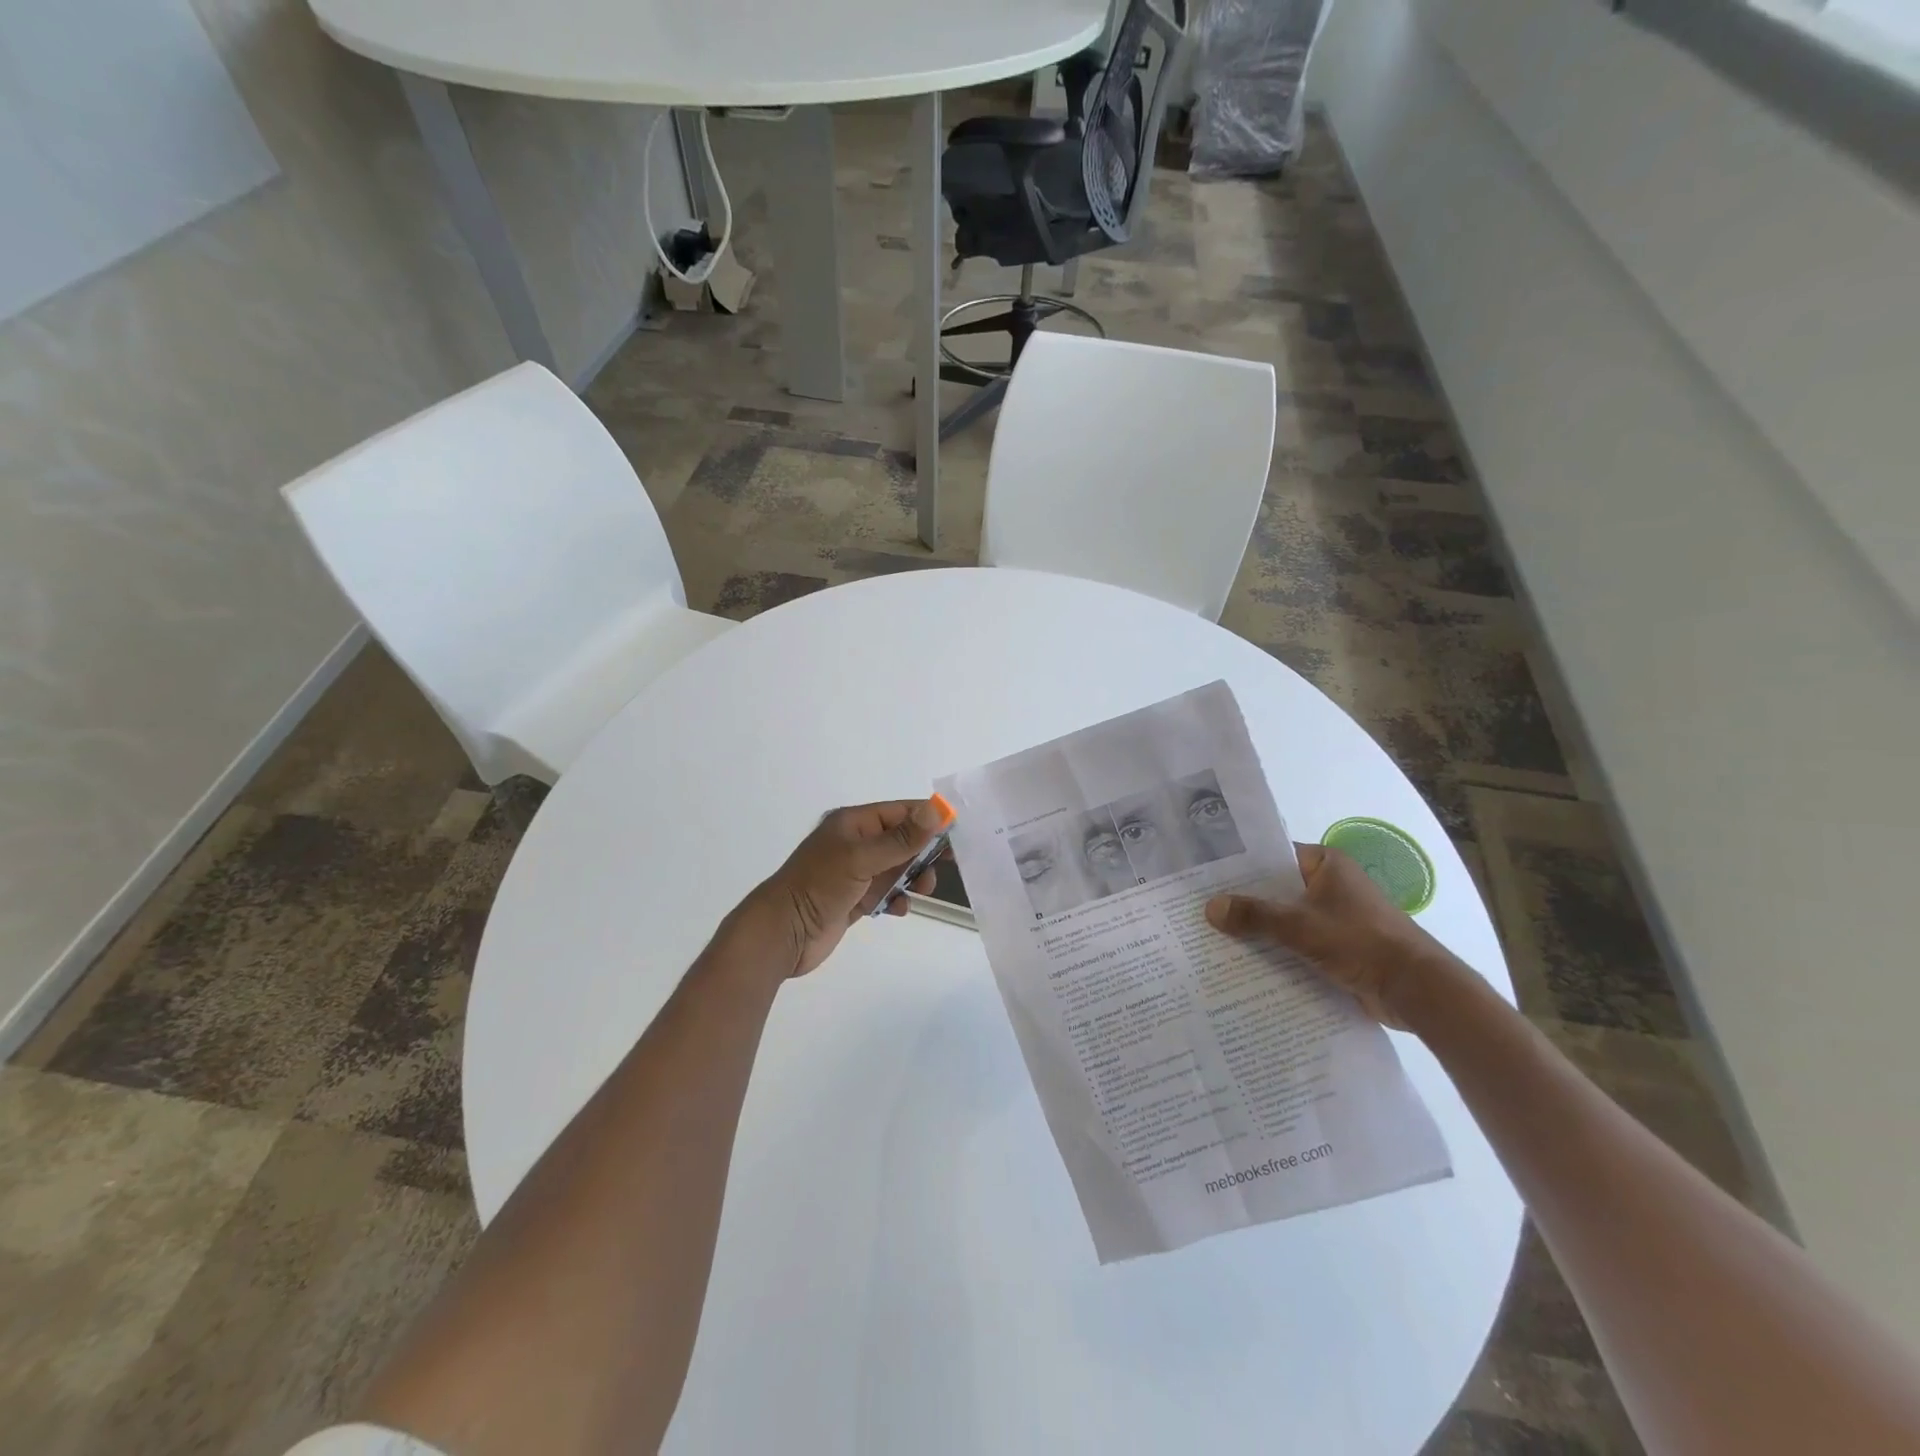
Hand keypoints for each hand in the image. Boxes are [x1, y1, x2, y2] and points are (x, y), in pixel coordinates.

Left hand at [745, 799, 949, 977]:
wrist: (782, 933)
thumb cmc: (819, 886)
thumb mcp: (863, 858)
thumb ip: (902, 838)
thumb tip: (938, 810)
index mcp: (853, 824)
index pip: (900, 812)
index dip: (929, 820)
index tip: (959, 832)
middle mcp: (855, 843)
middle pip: (902, 840)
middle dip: (924, 852)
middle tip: (949, 865)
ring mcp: (854, 873)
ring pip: (897, 868)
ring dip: (913, 878)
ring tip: (921, 890)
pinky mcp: (854, 899)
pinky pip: (886, 893)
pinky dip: (897, 899)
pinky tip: (898, 909)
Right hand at [1205, 843, 1465, 1028]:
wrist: (1416, 991)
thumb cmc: (1360, 942)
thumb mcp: (1300, 926)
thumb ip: (1254, 916)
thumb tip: (1209, 908)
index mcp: (1327, 864)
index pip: (1273, 856)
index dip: (1240, 866)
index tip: (1205, 875)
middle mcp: (1331, 885)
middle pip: (1277, 889)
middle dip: (1244, 901)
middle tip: (1200, 908)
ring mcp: (1336, 917)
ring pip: (1286, 918)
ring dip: (1260, 929)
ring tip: (1214, 936)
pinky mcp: (1340, 947)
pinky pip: (1298, 942)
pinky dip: (1278, 950)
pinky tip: (1246, 961)